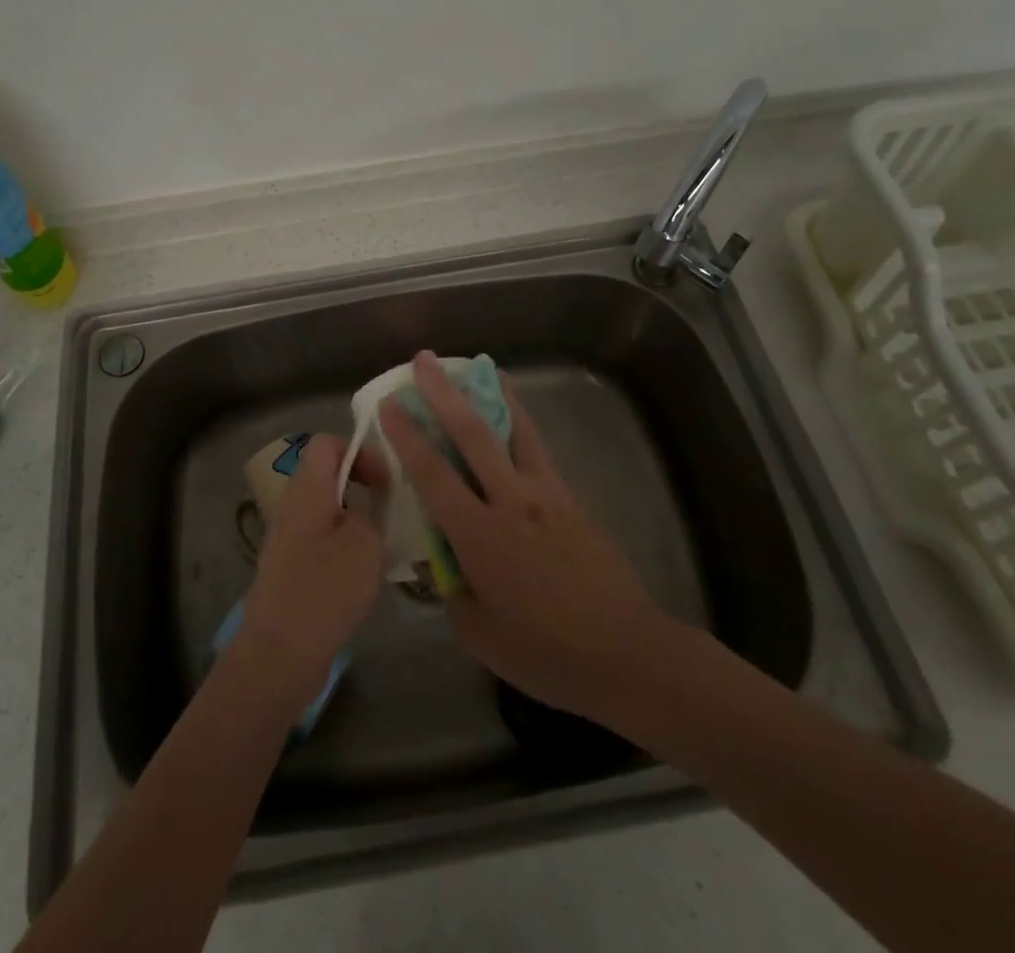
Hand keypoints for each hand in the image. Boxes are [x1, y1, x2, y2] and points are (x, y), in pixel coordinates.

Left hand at [237, 433, 387, 713]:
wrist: (279, 655)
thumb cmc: (325, 589)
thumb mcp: (365, 542)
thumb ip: (373, 512)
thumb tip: (370, 509)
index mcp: (307, 489)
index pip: (328, 443)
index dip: (360, 451)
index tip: (387, 481)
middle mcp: (293, 506)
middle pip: (329, 476)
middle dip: (364, 486)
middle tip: (393, 509)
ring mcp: (289, 539)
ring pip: (329, 511)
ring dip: (358, 520)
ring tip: (386, 543)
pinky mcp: (292, 569)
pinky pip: (324, 541)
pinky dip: (347, 548)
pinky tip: (367, 574)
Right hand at [378, 351, 668, 730]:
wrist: (624, 653)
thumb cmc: (544, 653)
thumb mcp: (478, 632)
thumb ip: (451, 587)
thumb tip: (440, 557)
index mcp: (480, 535)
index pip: (433, 473)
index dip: (407, 435)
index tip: (390, 403)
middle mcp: (511, 501)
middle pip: (473, 433)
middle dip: (444, 392)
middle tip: (425, 360)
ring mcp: (546, 494)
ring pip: (515, 429)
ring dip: (491, 394)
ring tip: (480, 366)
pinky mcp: (570, 498)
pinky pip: (539, 449)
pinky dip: (522, 422)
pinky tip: (516, 415)